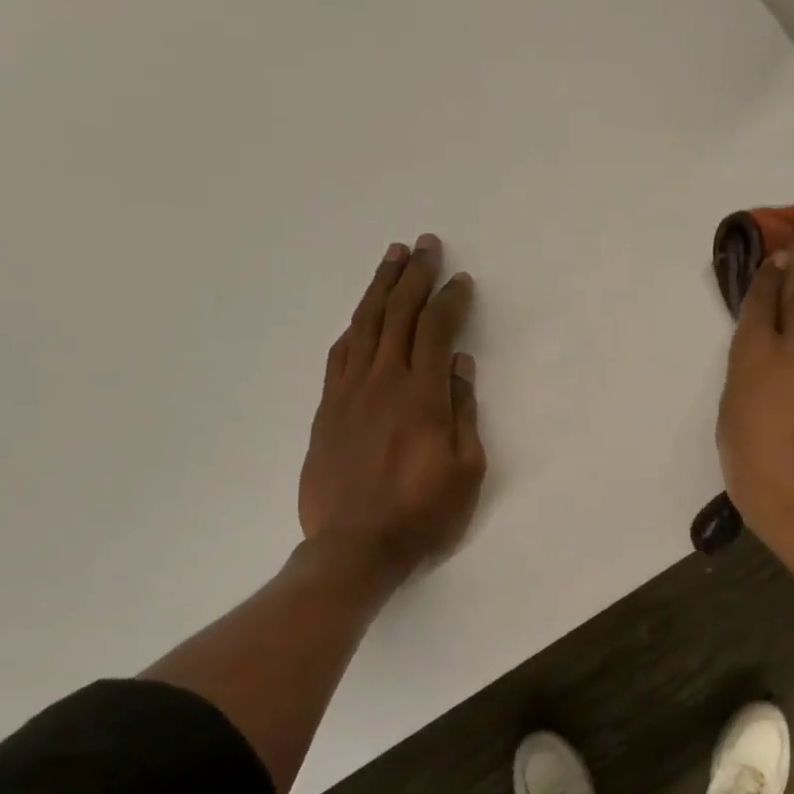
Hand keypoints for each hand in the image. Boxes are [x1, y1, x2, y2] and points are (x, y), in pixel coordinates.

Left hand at [299, 234, 485, 587]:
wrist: (354, 548)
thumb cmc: (422, 514)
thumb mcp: (466, 469)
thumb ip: (463, 413)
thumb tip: (460, 366)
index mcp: (421, 396)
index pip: (436, 331)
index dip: (449, 300)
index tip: (461, 280)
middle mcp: (382, 382)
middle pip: (397, 315)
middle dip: (413, 275)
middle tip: (425, 245)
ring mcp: (349, 393)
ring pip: (364, 326)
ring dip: (379, 288)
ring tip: (391, 258)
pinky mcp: (327, 410)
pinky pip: (339, 355)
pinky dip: (353, 327)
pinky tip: (361, 316)